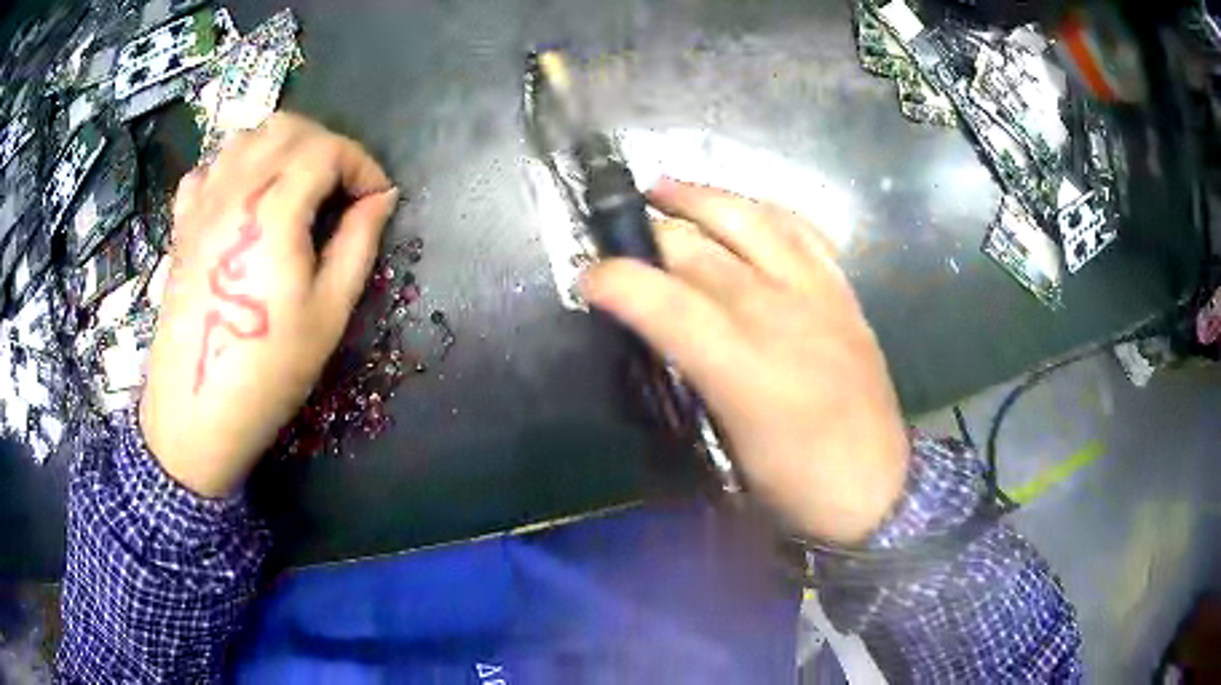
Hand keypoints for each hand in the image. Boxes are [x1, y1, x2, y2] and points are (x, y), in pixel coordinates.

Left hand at [140, 113, 398, 497]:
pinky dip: (237, 167)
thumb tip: (381, 198)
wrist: (196, 414)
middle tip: (341, 188)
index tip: (377, 199)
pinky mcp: (183, 225)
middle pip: (287, 128)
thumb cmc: (267, 372)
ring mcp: (202, 204)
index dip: (362, 164)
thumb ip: (358, 243)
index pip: (327, 149)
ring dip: (283, 149)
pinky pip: (210, 169)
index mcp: (273, 209)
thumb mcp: (329, 313)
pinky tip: (246, 200)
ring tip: (298, 189)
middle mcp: (234, 190)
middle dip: (326, 145)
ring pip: (247, 138)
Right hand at [582, 179, 909, 544]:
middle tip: (620, 236)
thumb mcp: (723, 454)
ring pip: (751, 220)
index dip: (615, 281)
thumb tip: (657, 341)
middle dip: (649, 234)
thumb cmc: (794, 487)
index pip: (664, 301)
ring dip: (701, 198)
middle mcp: (778, 314)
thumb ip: (688, 384)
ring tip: (664, 187)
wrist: (877, 490)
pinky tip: (744, 208)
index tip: (588, 279)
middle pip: (699, 250)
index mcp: (742, 368)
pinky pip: (803, 231)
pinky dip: (765, 210)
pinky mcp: (844, 293)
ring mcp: (817, 295)